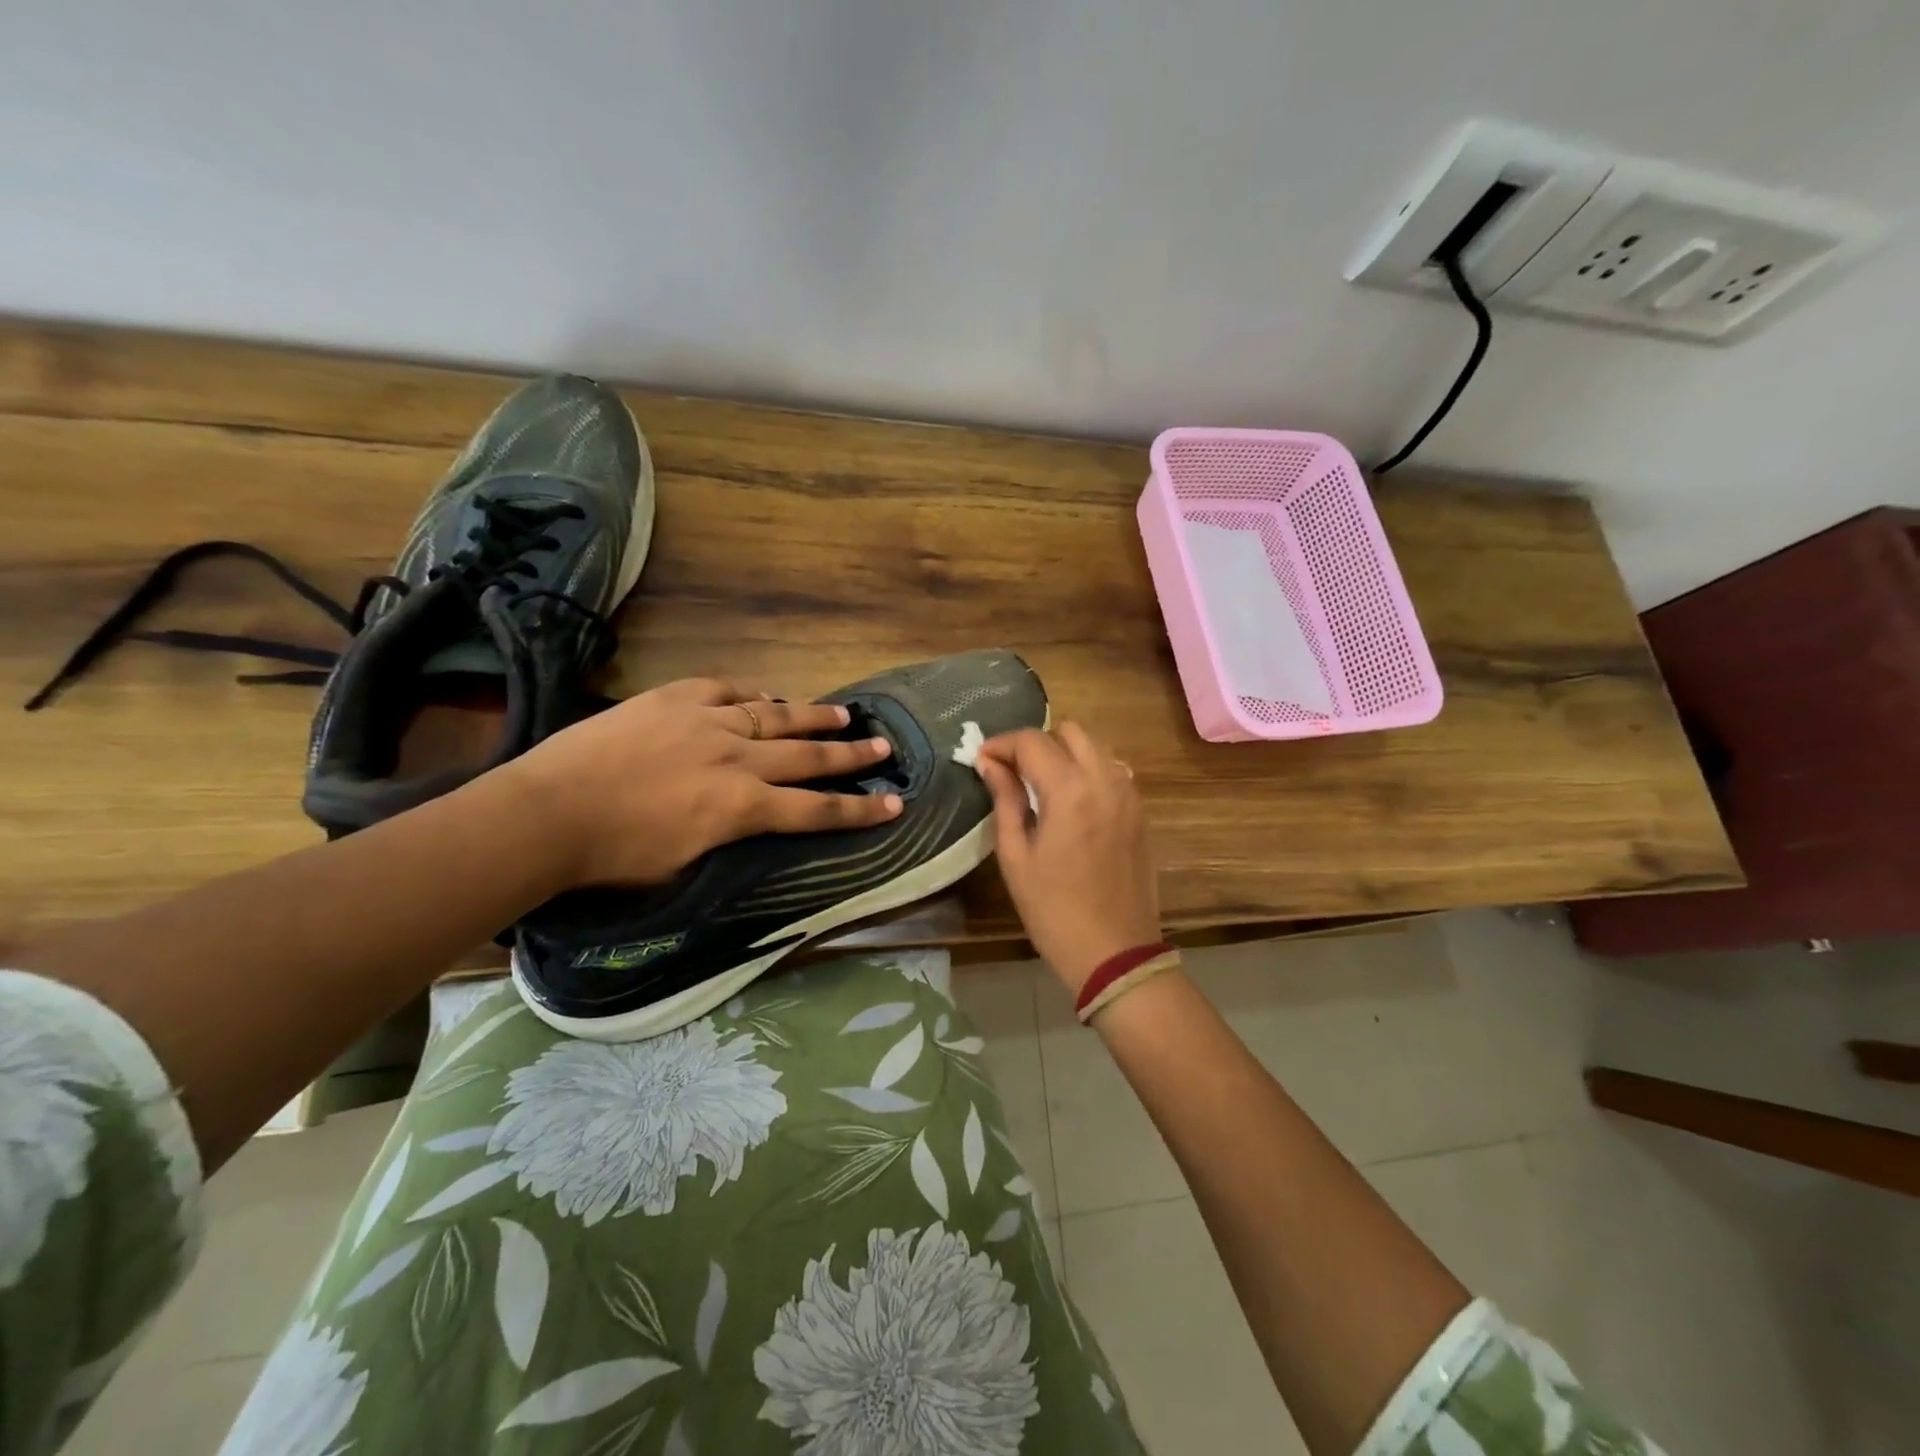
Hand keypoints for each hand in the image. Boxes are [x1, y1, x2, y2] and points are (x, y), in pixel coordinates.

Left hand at [501, 678, 900, 887]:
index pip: (815, 810)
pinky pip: (726, 689)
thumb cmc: (613, 856)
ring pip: (775, 715)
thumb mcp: (686, 863)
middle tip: (884, 747)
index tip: (894, 804)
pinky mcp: (675, 698)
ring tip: (844, 715)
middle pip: (807, 756)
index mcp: (740, 807)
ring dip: (813, 717)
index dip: (858, 809)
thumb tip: (753, 816)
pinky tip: (769, 695)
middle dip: (850, 755)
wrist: (547, 812)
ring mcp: (706, 722)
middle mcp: (736, 759)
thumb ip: (730, 834)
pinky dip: (753, 693)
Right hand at [976, 723, 1160, 994]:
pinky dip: (1088, 769)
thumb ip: (1004, 801)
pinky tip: (1071, 799)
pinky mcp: (1140, 811)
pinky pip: (1112, 769)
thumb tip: (988, 763)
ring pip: (1095, 746)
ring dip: (1064, 752)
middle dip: (1036, 742)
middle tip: (1012, 771)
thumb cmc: (1053, 910)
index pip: (1032, 742)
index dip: (1001, 745)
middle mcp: (1105, 780)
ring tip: (1039, 784)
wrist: (1115, 952)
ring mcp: (1128, 794)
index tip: (981, 760)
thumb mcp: (1016, 856)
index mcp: (1070, 790)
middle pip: (1069, 731)